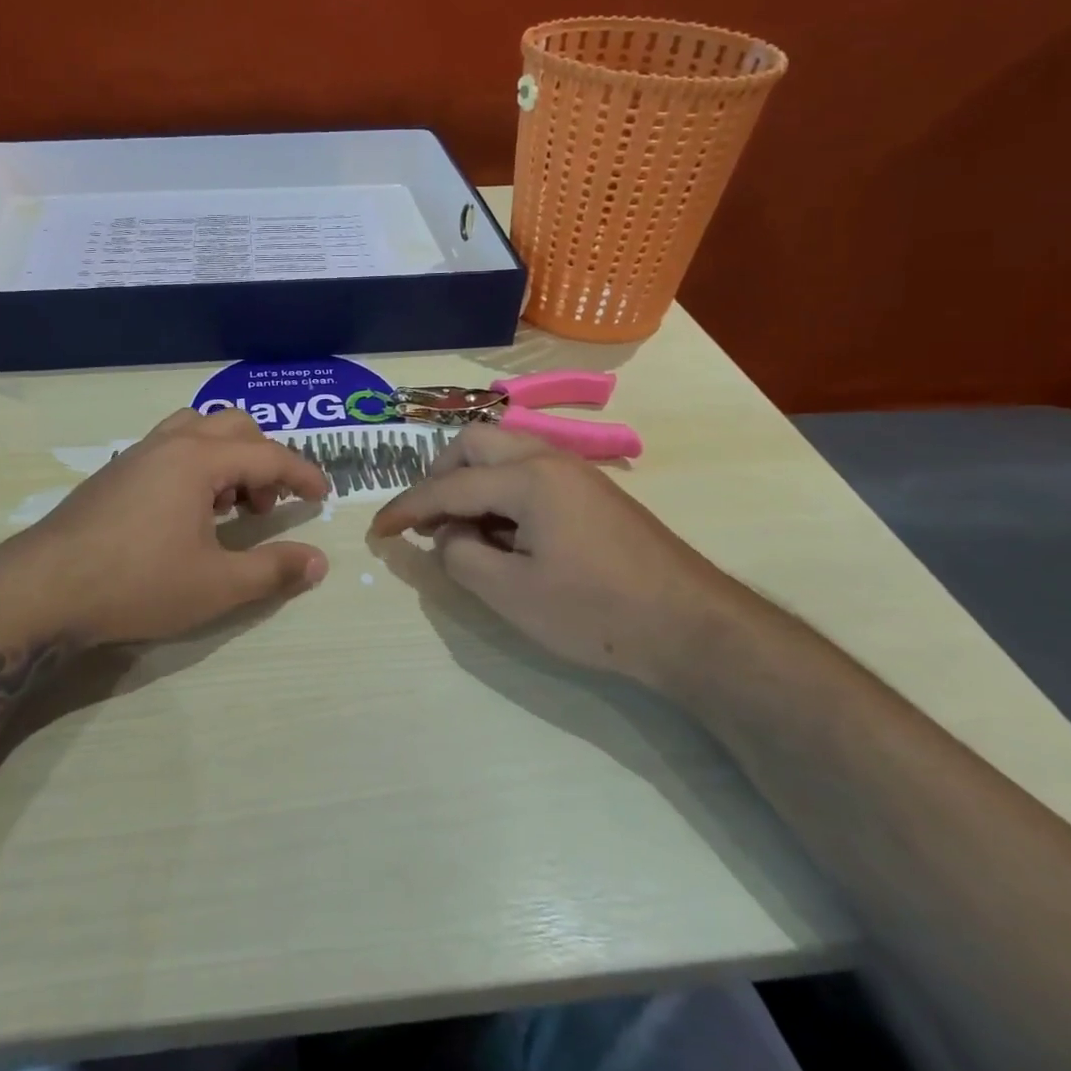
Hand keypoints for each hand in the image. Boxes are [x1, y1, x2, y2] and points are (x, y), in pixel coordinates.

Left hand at [0, 408, 330, 646]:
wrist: (43, 589)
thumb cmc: (137, 583)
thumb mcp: (216, 585)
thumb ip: (273, 570)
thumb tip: (318, 562)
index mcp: (199, 459)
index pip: (269, 454)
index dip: (303, 474)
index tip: (323, 496)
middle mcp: (170, 443)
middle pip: (234, 426)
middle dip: (263, 460)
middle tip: (265, 507)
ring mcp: (138, 454)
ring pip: (197, 429)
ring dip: (226, 457)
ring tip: (227, 506)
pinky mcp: (115, 473)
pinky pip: (170, 447)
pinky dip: (196, 465)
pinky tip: (187, 513)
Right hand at [369, 425, 738, 690]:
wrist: (693, 628)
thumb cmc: (597, 612)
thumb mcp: (512, 594)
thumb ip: (461, 558)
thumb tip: (448, 536)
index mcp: (528, 478)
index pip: (449, 486)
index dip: (406, 508)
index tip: (376, 530)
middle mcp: (550, 460)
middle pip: (475, 443)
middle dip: (439, 475)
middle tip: (427, 519)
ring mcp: (577, 473)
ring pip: (505, 453)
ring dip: (471, 481)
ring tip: (463, 530)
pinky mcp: (594, 492)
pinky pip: (530, 472)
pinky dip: (501, 491)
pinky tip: (505, 534)